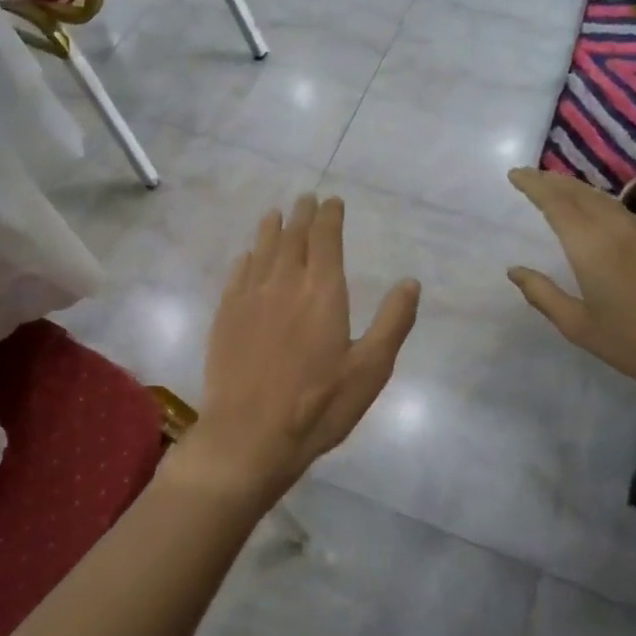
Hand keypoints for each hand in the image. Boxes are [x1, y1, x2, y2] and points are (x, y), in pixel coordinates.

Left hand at [178, 194, 419, 512]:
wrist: (249, 435)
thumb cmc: (318, 405)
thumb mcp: (370, 370)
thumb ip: (393, 322)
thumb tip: (410, 282)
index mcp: (322, 291)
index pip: (325, 239)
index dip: (329, 216)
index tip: (332, 202)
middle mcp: (283, 283)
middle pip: (292, 237)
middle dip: (301, 216)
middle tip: (306, 200)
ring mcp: (249, 299)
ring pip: (261, 251)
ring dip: (271, 230)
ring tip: (275, 215)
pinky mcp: (225, 318)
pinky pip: (237, 275)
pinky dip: (246, 259)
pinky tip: (247, 257)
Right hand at [506, 167, 635, 408]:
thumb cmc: (635, 344)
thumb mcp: (578, 326)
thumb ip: (543, 294)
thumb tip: (516, 271)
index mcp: (592, 246)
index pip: (556, 202)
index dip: (534, 185)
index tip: (514, 174)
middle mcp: (618, 229)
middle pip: (581, 193)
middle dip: (552, 180)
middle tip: (530, 176)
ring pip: (605, 199)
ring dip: (577, 190)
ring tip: (557, 189)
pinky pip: (624, 213)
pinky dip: (600, 205)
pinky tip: (597, 216)